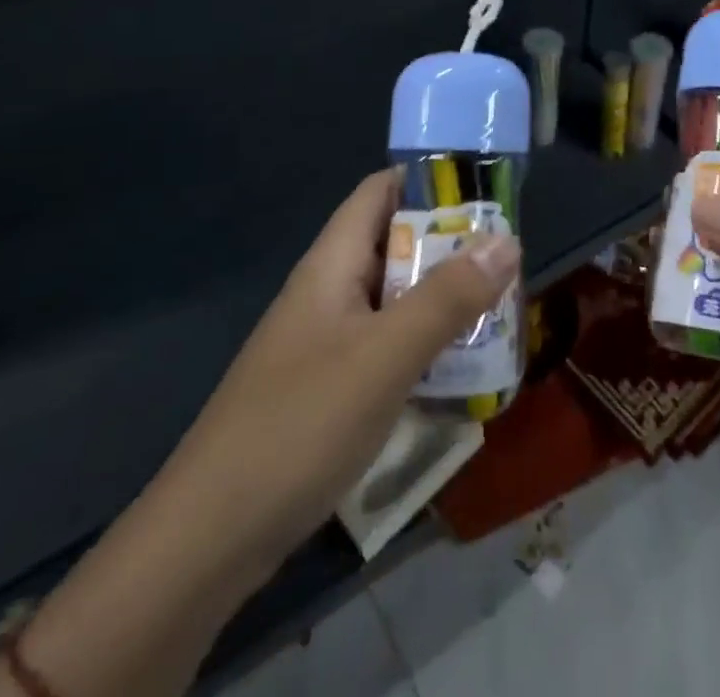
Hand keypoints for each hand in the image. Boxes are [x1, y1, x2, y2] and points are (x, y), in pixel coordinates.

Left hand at [165, 168, 519, 573]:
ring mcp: (327, 342)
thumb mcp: (385, 356)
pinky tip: (462, 369)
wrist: (209, 540)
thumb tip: (508, 239)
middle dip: (451, 246)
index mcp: (333, 263)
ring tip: (502, 308)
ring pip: (395, 299)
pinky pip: (387, 346)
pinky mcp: (330, 388)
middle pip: (395, 244)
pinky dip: (425, 345)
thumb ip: (447, 297)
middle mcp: (329, 291)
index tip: (487, 190)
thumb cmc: (300, 425)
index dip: (430, 180)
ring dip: (444, 298)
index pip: (381, 192)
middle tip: (510, 259)